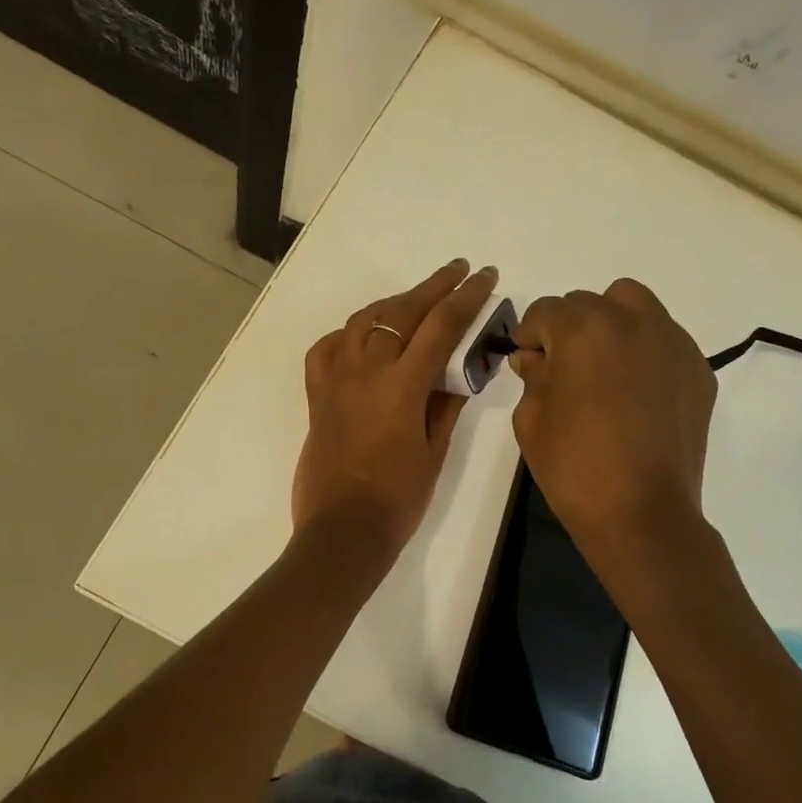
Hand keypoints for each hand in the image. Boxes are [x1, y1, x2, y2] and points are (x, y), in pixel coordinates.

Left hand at [293, 260, 498, 555]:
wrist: (342, 531)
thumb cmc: (397, 499)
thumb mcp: (434, 452)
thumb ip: (446, 405)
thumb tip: (455, 372)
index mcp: (401, 386)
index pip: (440, 327)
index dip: (466, 298)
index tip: (484, 276)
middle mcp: (364, 371)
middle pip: (401, 312)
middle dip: (434, 286)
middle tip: (458, 271)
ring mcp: (335, 379)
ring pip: (364, 321)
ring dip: (394, 303)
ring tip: (417, 299)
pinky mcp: (316, 394)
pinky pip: (328, 348)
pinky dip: (350, 333)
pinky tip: (365, 336)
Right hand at [510, 279, 715, 544]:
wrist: (643, 513)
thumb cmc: (575, 467)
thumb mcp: (531, 420)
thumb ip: (532, 377)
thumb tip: (534, 358)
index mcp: (582, 330)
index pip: (545, 311)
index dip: (529, 336)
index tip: (528, 364)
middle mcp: (631, 321)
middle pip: (588, 302)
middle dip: (568, 328)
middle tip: (563, 371)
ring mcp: (671, 342)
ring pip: (633, 305)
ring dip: (610, 324)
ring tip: (604, 368)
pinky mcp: (697, 369)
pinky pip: (663, 339)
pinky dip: (644, 350)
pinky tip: (637, 392)